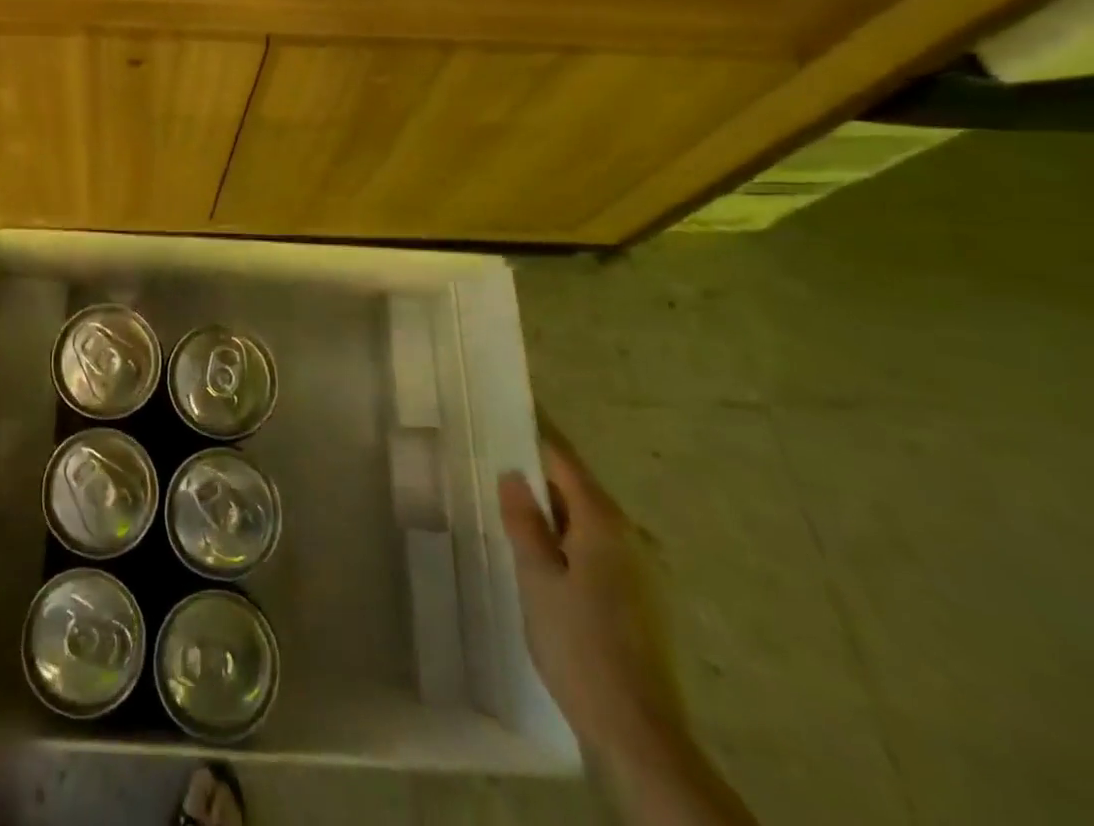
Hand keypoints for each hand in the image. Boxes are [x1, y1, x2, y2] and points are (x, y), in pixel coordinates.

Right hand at [498, 423, 685, 763]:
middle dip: (541, 477)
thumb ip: (524, 521)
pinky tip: (547, 560)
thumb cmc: (579, 644)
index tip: (509, 409)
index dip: (536, 433)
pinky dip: (572, 542)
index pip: (565, 460)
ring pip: (589, 522)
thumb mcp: (536, 577)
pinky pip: (601, 550)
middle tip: (497, 465)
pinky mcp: (646, 600)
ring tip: (514, 512)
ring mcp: (646, 570)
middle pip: (579, 489)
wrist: (639, 733)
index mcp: (605, 523)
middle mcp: (633, 536)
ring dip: (555, 513)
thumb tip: (514, 474)